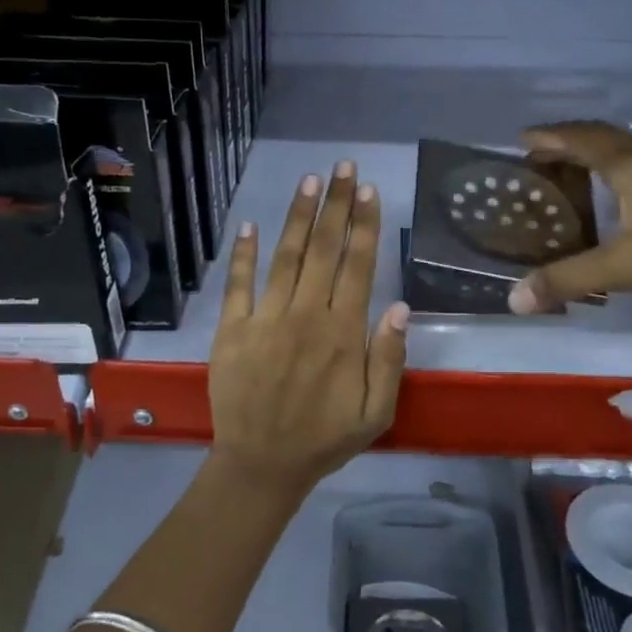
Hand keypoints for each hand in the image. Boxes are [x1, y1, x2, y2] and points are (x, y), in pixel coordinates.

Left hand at [208, 160, 409, 499]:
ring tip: (310, 182)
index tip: (368, 191)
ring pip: (285, 257)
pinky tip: (248, 225)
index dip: (364, 225)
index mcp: (343, 334)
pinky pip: (238, 285)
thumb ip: (388, 359)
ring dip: (298, 217)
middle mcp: (305, 316)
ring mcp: (265, 320)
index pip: (357, 266)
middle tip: (343, 167)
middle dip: (336, 205)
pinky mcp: (232, 330)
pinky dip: (242, 254)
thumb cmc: (324, 439)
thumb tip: (399, 306)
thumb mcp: (376, 412)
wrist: (261, 464)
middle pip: (324, 250)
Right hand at [506, 121, 631, 317]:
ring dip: (593, 157)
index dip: (549, 137)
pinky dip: (616, 175)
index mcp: (630, 166)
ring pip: (625, 153)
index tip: (521, 140)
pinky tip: (617, 199)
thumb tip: (514, 299)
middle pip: (602, 139)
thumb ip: (568, 279)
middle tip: (538, 159)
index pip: (580, 139)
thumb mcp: (625, 266)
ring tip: (570, 176)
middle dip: (567, 144)